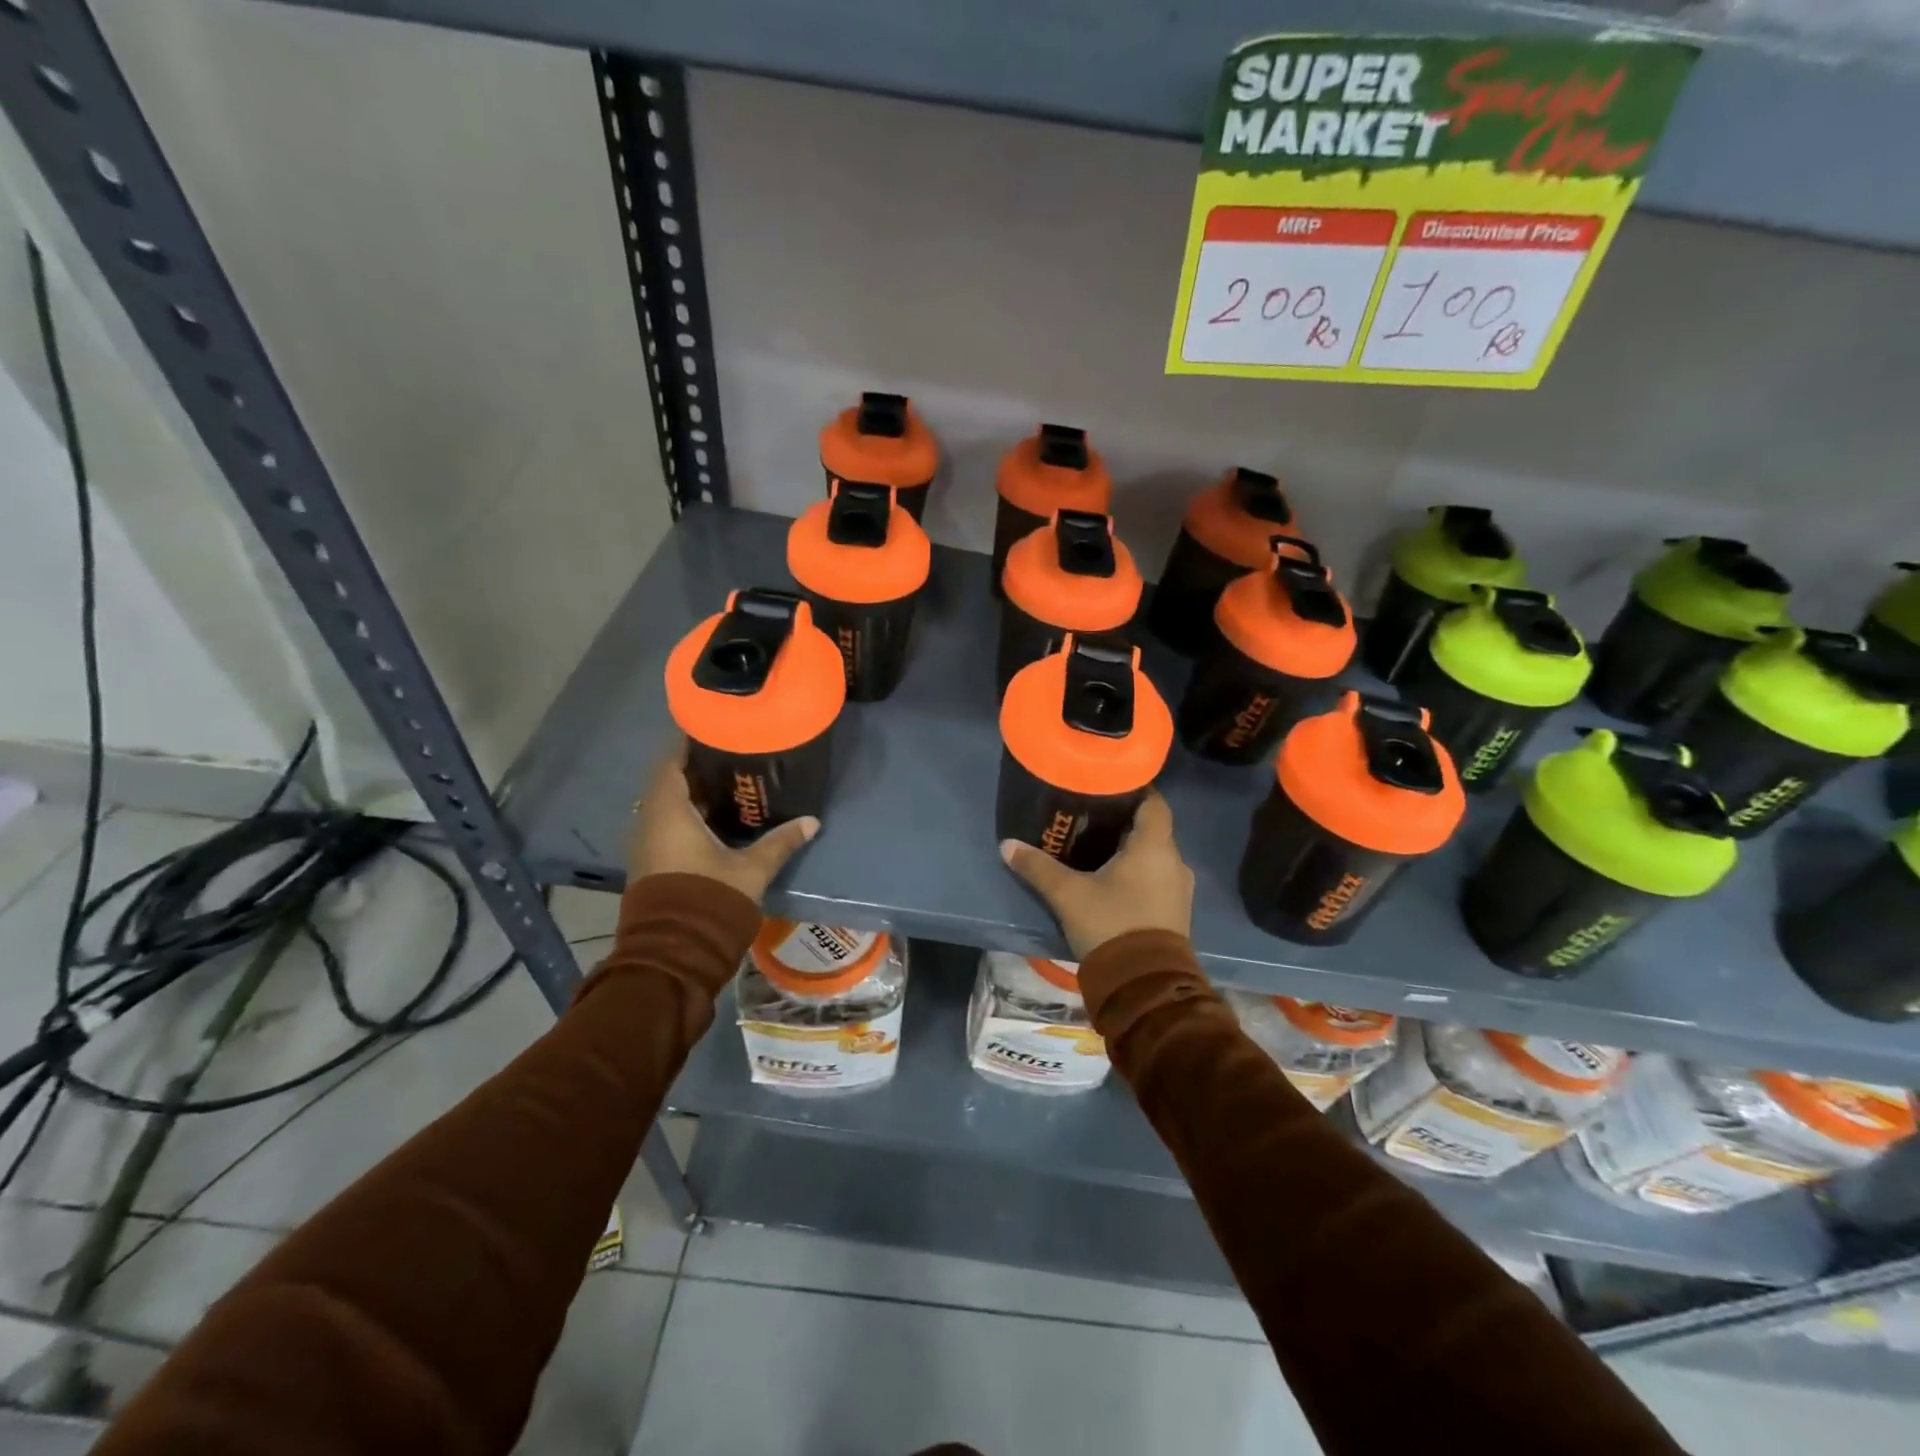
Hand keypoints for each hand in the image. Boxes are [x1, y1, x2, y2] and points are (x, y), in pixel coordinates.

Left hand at [627, 742, 817, 903]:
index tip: (712, 727)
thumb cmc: (709, 898)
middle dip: (697, 768)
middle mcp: (651, 823)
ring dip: (694, 795)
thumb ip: (780, 842)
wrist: (674, 954)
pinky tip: (719, 819)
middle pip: (670, 783)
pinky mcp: (653, 865)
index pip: (670, 763)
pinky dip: (690, 816)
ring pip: (669, 807)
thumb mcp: (751, 869)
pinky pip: (669, 827)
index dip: (687, 743)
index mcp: (669, 812)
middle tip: (732, 754)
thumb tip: (812, 822)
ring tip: (730, 783)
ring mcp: (648, 845)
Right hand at [1000, 790, 1193, 958]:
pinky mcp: (1176, 912)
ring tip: (1098, 847)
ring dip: (1132, 850)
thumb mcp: (1068, 895)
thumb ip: (1038, 867)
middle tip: (1092, 816)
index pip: (1154, 802)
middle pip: (1152, 829)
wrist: (1144, 985)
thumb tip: (1007, 845)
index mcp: (1154, 846)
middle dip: (1125, 821)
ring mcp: (1179, 889)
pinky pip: (1158, 878)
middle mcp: (1174, 862)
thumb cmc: (1111, 925)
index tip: (1108, 786)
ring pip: (1155, 856)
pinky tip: (1113, 879)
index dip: (1135, 790)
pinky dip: (1139, 873)